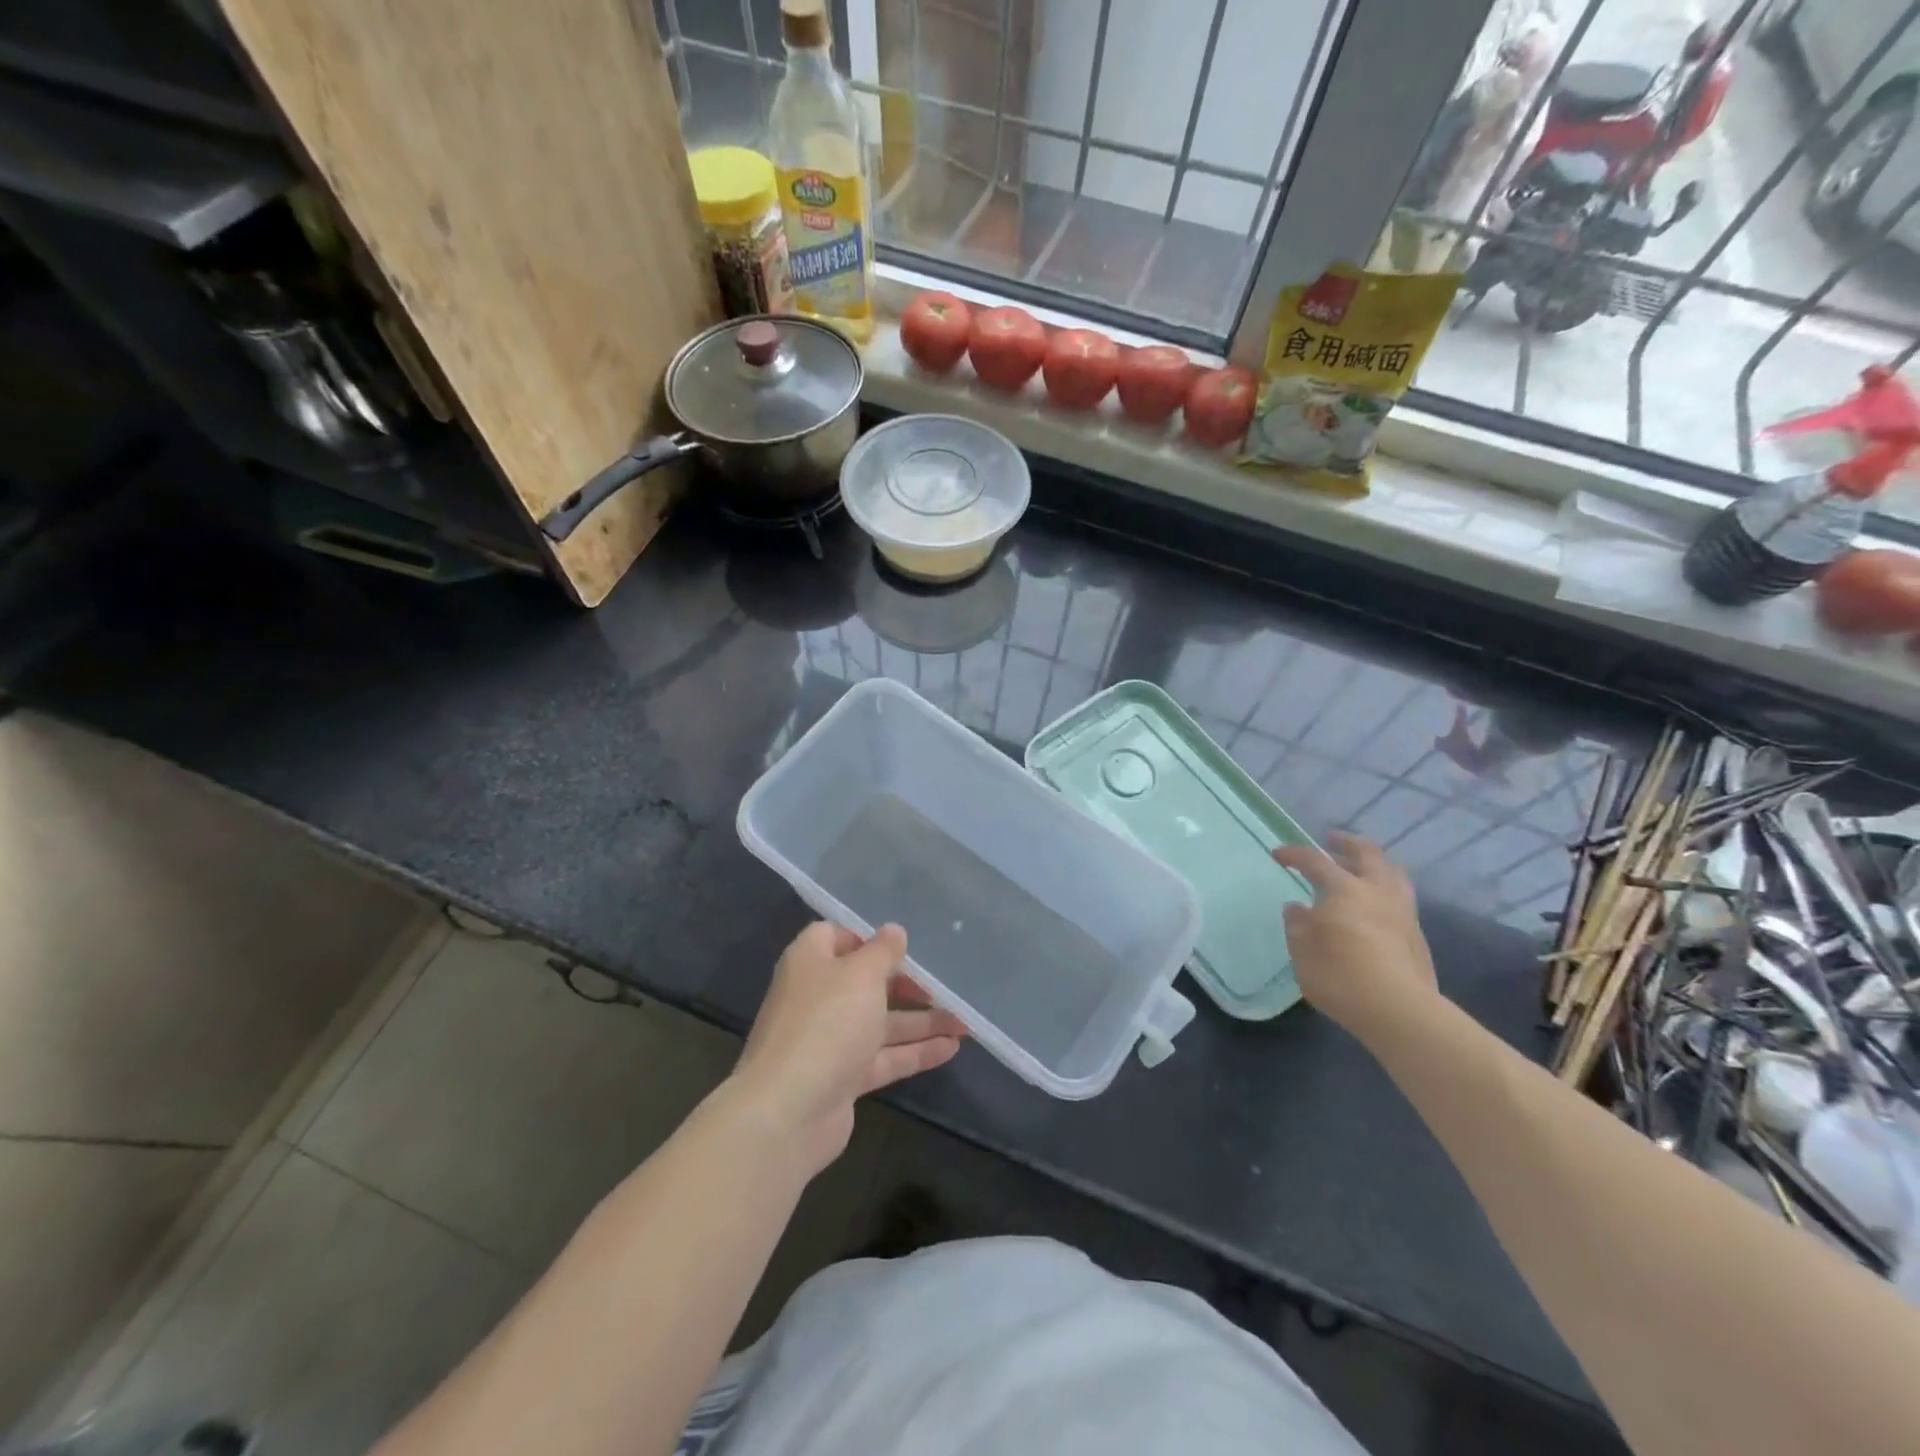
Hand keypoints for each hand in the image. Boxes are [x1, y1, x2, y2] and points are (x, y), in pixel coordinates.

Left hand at [729, 922, 964, 1178]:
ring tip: (964, 1022)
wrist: (787, 1112)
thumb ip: (882, 951)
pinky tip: (952, 1048)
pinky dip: (915, 1052)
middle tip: (942, 985)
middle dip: (905, 984)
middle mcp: (817, 997)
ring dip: (920, 1022)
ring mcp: (829, 1040)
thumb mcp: (861, 975)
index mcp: (810, 962)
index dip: (868, 938)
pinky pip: (884, 1057)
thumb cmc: (825, 1024)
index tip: (902, 946)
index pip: (836, 936)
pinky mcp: (842, 1078)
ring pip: (880, 1023)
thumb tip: (894, 931)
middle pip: (865, 982)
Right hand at [1272, 833, 1438, 1040]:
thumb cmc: (1341, 976)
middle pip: (1367, 853)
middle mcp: (1377, 892)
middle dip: (1347, 842)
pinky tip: (1375, 903)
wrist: (1400, 1011)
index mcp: (1345, 890)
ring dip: (1374, 863)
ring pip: (1393, 872)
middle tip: (1332, 840)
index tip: (1278, 855)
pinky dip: (1385, 888)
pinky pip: (1401, 896)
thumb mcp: (1303, 952)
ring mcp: (1402, 912)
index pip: (1316, 861)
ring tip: (1360, 866)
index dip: (1295, 854)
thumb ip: (1298, 926)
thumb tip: (1297, 908)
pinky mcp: (1417, 935)